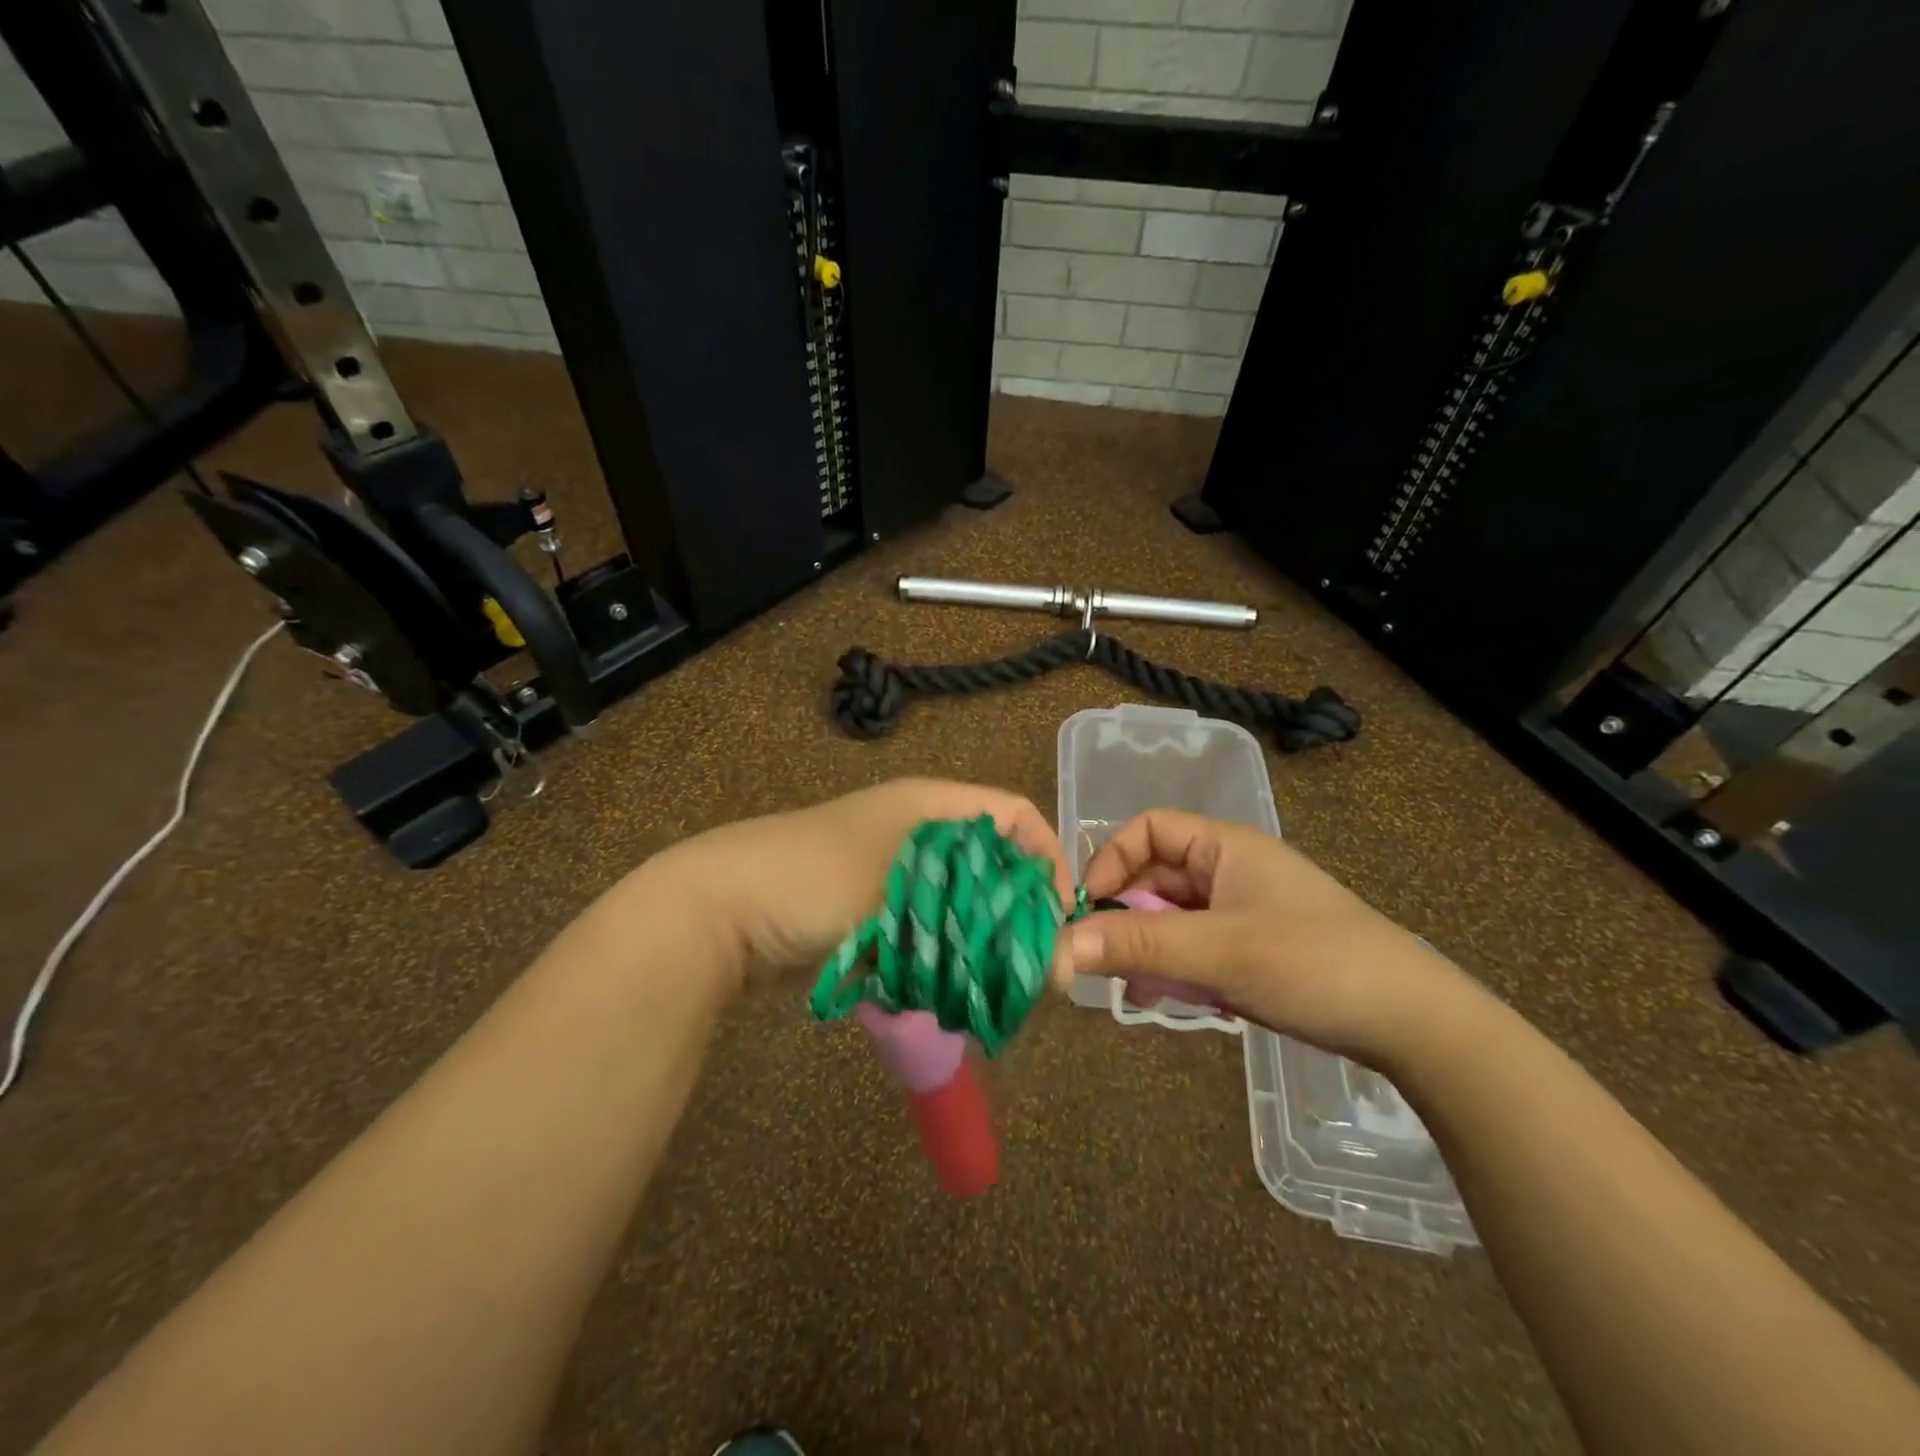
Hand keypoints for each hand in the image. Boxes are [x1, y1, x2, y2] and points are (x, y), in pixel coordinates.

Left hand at [650, 779, 1073, 994]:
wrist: (713, 908)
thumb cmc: (816, 882)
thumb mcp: (905, 900)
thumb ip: (986, 930)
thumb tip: (1061, 968)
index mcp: (929, 803)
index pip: (1015, 815)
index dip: (1047, 858)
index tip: (1060, 918)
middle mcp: (914, 827)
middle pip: (989, 860)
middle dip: (1014, 909)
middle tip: (1029, 965)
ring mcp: (885, 867)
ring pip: (956, 898)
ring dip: (975, 937)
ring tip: (988, 981)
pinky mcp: (864, 906)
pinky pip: (921, 924)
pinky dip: (936, 952)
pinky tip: (940, 986)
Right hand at [1063, 809, 1481, 1064]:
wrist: (1413, 1024)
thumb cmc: (1313, 963)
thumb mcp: (1218, 951)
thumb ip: (1137, 946)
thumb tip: (1057, 946)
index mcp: (1225, 847)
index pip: (1148, 829)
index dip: (1111, 859)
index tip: (1087, 906)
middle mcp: (1230, 871)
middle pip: (1155, 877)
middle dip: (1124, 914)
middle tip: (1099, 957)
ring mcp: (1242, 913)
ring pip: (1171, 918)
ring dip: (1146, 947)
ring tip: (1133, 986)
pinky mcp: (1252, 952)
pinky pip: (1195, 949)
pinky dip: (1174, 970)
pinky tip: (1166, 1000)